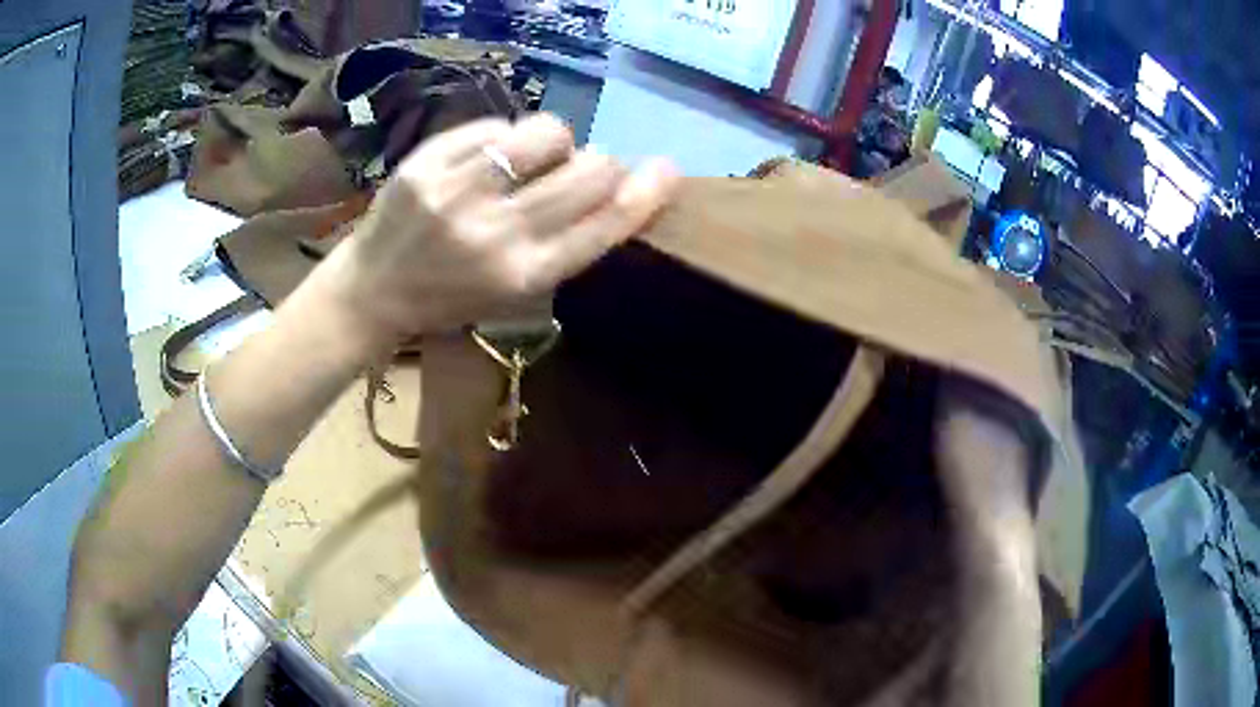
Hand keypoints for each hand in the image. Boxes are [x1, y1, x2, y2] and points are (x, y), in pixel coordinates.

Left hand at [310, 113, 679, 352]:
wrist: (373, 291)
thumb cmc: (451, 297)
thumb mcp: (515, 293)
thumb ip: (565, 243)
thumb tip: (615, 183)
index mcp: (525, 277)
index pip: (606, 225)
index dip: (646, 193)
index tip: (667, 170)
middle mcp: (496, 234)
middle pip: (588, 172)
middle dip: (599, 164)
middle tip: (580, 168)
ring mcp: (458, 192)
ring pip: (547, 134)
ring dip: (554, 141)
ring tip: (531, 156)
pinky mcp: (427, 162)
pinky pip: (495, 125)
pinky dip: (503, 136)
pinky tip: (486, 156)